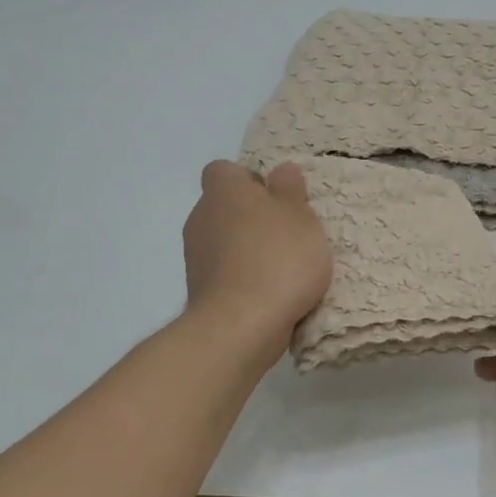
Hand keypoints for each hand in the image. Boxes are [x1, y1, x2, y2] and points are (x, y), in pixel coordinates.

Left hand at [183, 160, 332, 350]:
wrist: (241, 325)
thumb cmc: (278, 259)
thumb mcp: (300, 216)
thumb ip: (290, 190)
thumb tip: (281, 171)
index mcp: (223, 191)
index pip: (224, 171)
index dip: (249, 180)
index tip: (276, 199)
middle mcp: (201, 218)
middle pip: (224, 207)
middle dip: (251, 218)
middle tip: (287, 234)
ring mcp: (195, 257)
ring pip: (223, 242)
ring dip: (246, 250)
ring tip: (282, 269)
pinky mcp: (199, 291)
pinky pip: (223, 274)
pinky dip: (242, 279)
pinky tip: (269, 294)